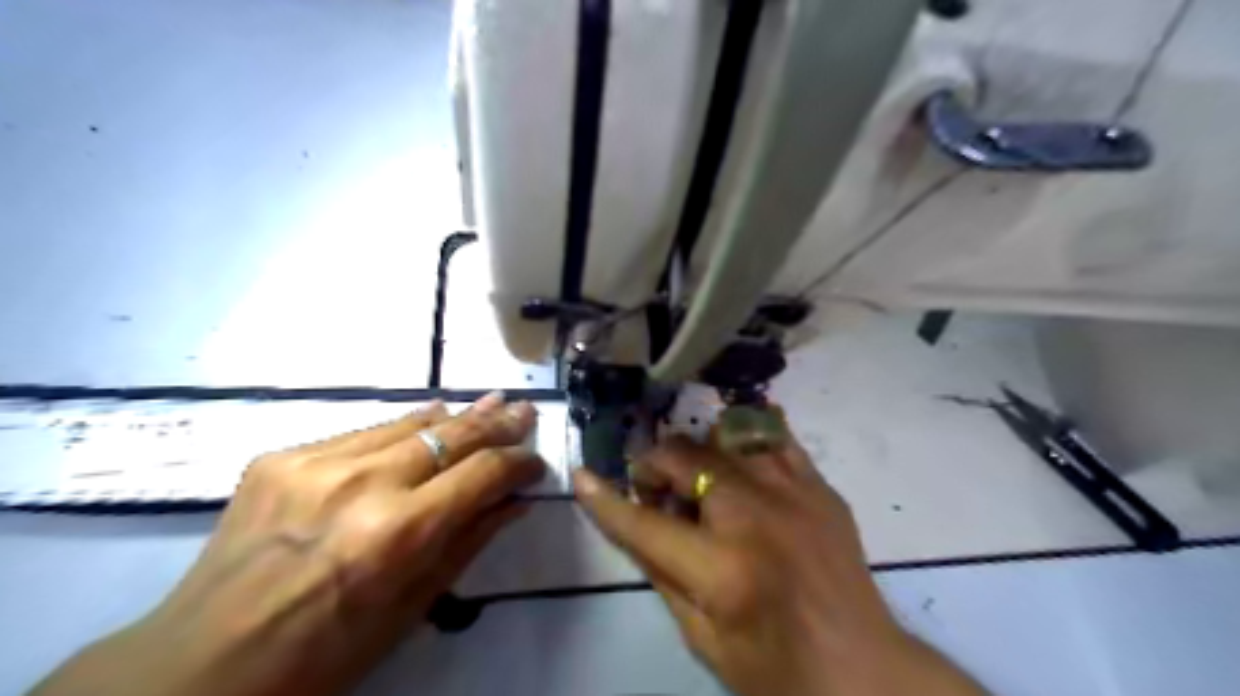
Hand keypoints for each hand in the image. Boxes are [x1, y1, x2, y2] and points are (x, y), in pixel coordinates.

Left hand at [28, 391, 540, 695]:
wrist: (200, 665)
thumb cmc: (323, 655)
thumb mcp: (412, 608)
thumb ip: (469, 542)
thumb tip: (515, 501)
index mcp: (397, 534)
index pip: (481, 474)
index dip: (518, 463)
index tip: (536, 464)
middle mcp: (361, 485)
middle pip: (450, 435)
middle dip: (496, 423)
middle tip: (524, 411)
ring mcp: (316, 463)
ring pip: (408, 423)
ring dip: (455, 417)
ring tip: (488, 404)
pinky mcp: (282, 456)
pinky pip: (362, 432)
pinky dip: (402, 429)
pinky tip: (425, 422)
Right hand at [571, 434, 989, 695]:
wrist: (863, 670)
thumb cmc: (774, 669)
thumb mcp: (701, 637)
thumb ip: (661, 572)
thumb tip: (632, 520)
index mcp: (722, 568)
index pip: (644, 522)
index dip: (606, 499)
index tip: (582, 475)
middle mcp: (756, 515)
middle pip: (685, 459)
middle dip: (655, 465)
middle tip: (653, 487)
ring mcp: (794, 492)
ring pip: (727, 436)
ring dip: (698, 451)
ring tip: (697, 476)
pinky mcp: (820, 487)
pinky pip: (774, 439)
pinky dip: (745, 442)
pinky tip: (737, 459)